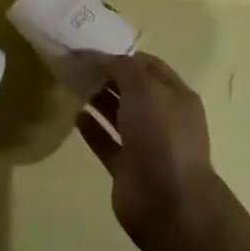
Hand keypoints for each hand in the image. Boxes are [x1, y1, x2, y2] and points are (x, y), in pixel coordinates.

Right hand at [77, 52, 225, 250]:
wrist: (168, 202)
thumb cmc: (161, 134)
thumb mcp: (144, 88)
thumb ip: (123, 68)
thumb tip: (104, 59)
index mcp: (176, 95)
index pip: (149, 66)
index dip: (123, 56)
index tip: (93, 48)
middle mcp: (163, 118)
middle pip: (133, 90)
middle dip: (109, 76)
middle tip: (77, 65)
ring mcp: (145, 145)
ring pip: (119, 115)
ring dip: (99, 100)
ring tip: (73, 85)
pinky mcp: (127, 169)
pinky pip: (107, 143)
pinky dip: (93, 129)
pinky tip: (75, 116)